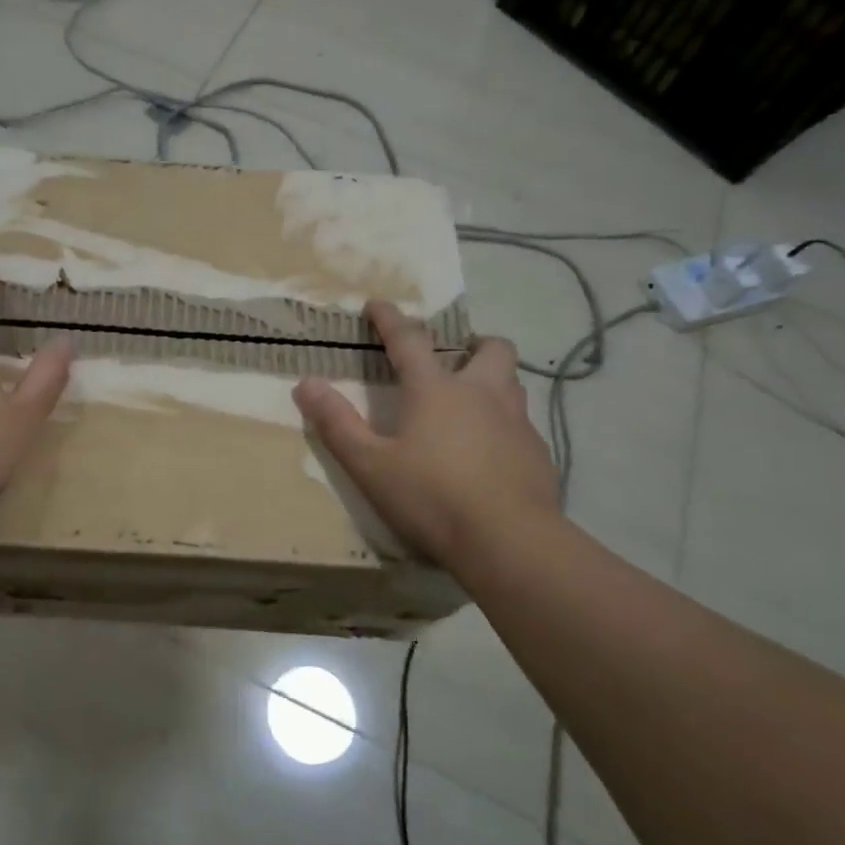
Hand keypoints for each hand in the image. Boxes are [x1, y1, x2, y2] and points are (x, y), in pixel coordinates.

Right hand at [292, 301, 559, 567]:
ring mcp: (517, 422)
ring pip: (512, 382)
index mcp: (436, 390)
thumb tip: (306, 384)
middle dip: (472, 343)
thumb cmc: (431, 497)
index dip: (390, 319)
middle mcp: (482, 394)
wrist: (509, 541)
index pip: (409, 340)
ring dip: (492, 380)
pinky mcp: (538, 453)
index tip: (378, 304)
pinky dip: (504, 425)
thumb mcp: (370, 465)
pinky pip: (522, 424)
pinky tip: (491, 454)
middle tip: (454, 357)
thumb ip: (337, 423)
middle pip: (490, 349)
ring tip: (472, 403)